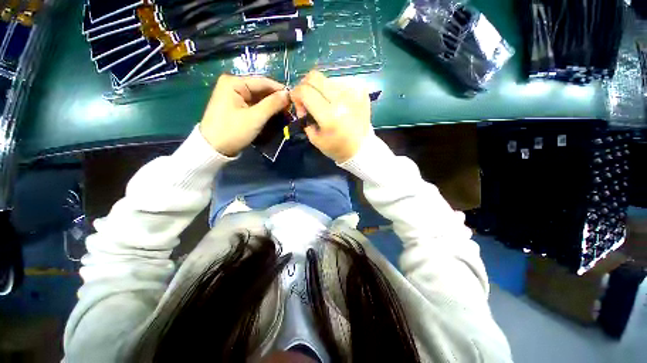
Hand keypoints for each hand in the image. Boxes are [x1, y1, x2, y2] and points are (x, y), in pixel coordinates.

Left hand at [199, 74, 289, 155]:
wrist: (213, 148)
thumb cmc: (233, 131)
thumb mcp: (255, 118)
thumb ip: (273, 104)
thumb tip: (288, 94)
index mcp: (234, 82)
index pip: (263, 82)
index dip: (280, 90)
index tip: (294, 100)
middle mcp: (233, 84)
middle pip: (261, 90)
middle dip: (276, 100)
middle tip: (290, 110)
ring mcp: (233, 95)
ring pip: (258, 98)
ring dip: (271, 106)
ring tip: (284, 115)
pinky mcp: (235, 106)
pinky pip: (253, 105)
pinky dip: (264, 111)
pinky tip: (273, 116)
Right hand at [290, 71, 371, 163]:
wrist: (361, 148)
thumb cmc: (337, 147)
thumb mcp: (315, 139)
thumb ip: (304, 118)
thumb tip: (301, 104)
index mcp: (329, 116)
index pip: (305, 91)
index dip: (296, 94)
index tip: (298, 104)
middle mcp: (342, 100)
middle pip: (314, 77)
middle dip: (305, 86)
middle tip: (308, 100)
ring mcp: (353, 92)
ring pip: (326, 79)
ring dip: (321, 90)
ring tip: (325, 104)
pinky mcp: (361, 90)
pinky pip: (340, 82)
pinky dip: (333, 90)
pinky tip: (337, 103)